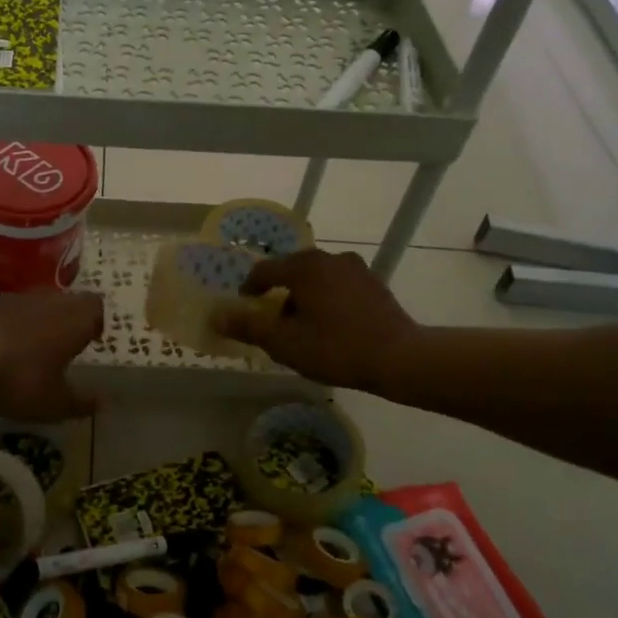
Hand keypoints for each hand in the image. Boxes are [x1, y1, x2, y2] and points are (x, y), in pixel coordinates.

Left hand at [0, 289, 104, 419]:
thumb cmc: (18, 377)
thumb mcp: (53, 403)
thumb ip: (80, 403)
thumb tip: (102, 402)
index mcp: (75, 318)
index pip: (96, 308)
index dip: (96, 323)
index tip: (92, 341)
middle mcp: (50, 300)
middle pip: (68, 302)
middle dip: (69, 322)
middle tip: (66, 348)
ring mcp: (17, 298)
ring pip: (39, 305)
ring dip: (40, 323)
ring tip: (33, 351)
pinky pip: (11, 312)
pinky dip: (13, 327)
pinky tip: (3, 350)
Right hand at [212, 249, 416, 392]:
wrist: (400, 358)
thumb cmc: (335, 347)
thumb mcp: (284, 342)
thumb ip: (248, 327)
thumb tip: (217, 316)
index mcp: (304, 266)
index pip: (265, 270)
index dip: (250, 288)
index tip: (244, 306)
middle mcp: (330, 258)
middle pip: (293, 270)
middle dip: (279, 292)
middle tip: (273, 319)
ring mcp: (357, 270)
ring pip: (318, 278)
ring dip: (305, 296)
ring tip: (302, 326)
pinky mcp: (375, 285)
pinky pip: (340, 287)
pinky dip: (328, 300)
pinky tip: (331, 326)